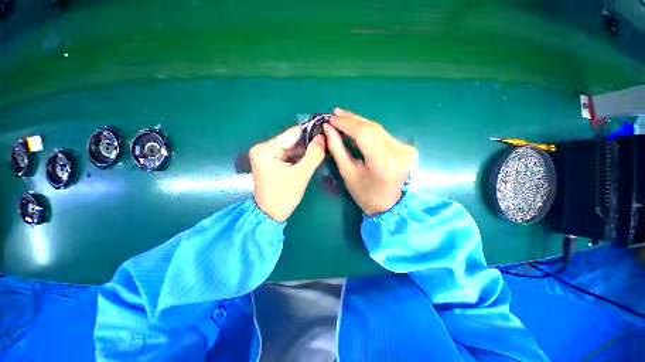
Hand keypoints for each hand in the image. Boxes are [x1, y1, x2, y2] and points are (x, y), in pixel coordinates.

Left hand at [250, 127, 325, 221]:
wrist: (270, 215)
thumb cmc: (284, 196)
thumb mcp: (301, 175)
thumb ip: (313, 154)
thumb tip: (323, 137)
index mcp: (266, 149)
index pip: (292, 134)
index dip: (310, 132)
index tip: (325, 132)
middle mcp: (263, 148)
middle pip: (291, 140)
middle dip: (308, 143)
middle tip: (326, 143)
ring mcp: (265, 155)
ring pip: (290, 147)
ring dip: (305, 150)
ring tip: (321, 150)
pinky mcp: (270, 162)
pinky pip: (288, 155)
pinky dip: (299, 156)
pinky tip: (311, 157)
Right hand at [323, 108, 417, 215]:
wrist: (389, 205)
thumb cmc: (365, 194)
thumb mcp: (347, 173)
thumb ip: (337, 149)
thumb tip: (328, 128)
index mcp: (383, 163)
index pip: (363, 134)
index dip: (346, 124)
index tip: (331, 119)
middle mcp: (399, 152)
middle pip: (372, 128)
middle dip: (352, 120)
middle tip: (335, 114)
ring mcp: (406, 149)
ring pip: (378, 129)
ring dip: (359, 123)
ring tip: (343, 117)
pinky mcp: (407, 148)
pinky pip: (383, 134)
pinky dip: (369, 130)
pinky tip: (357, 126)